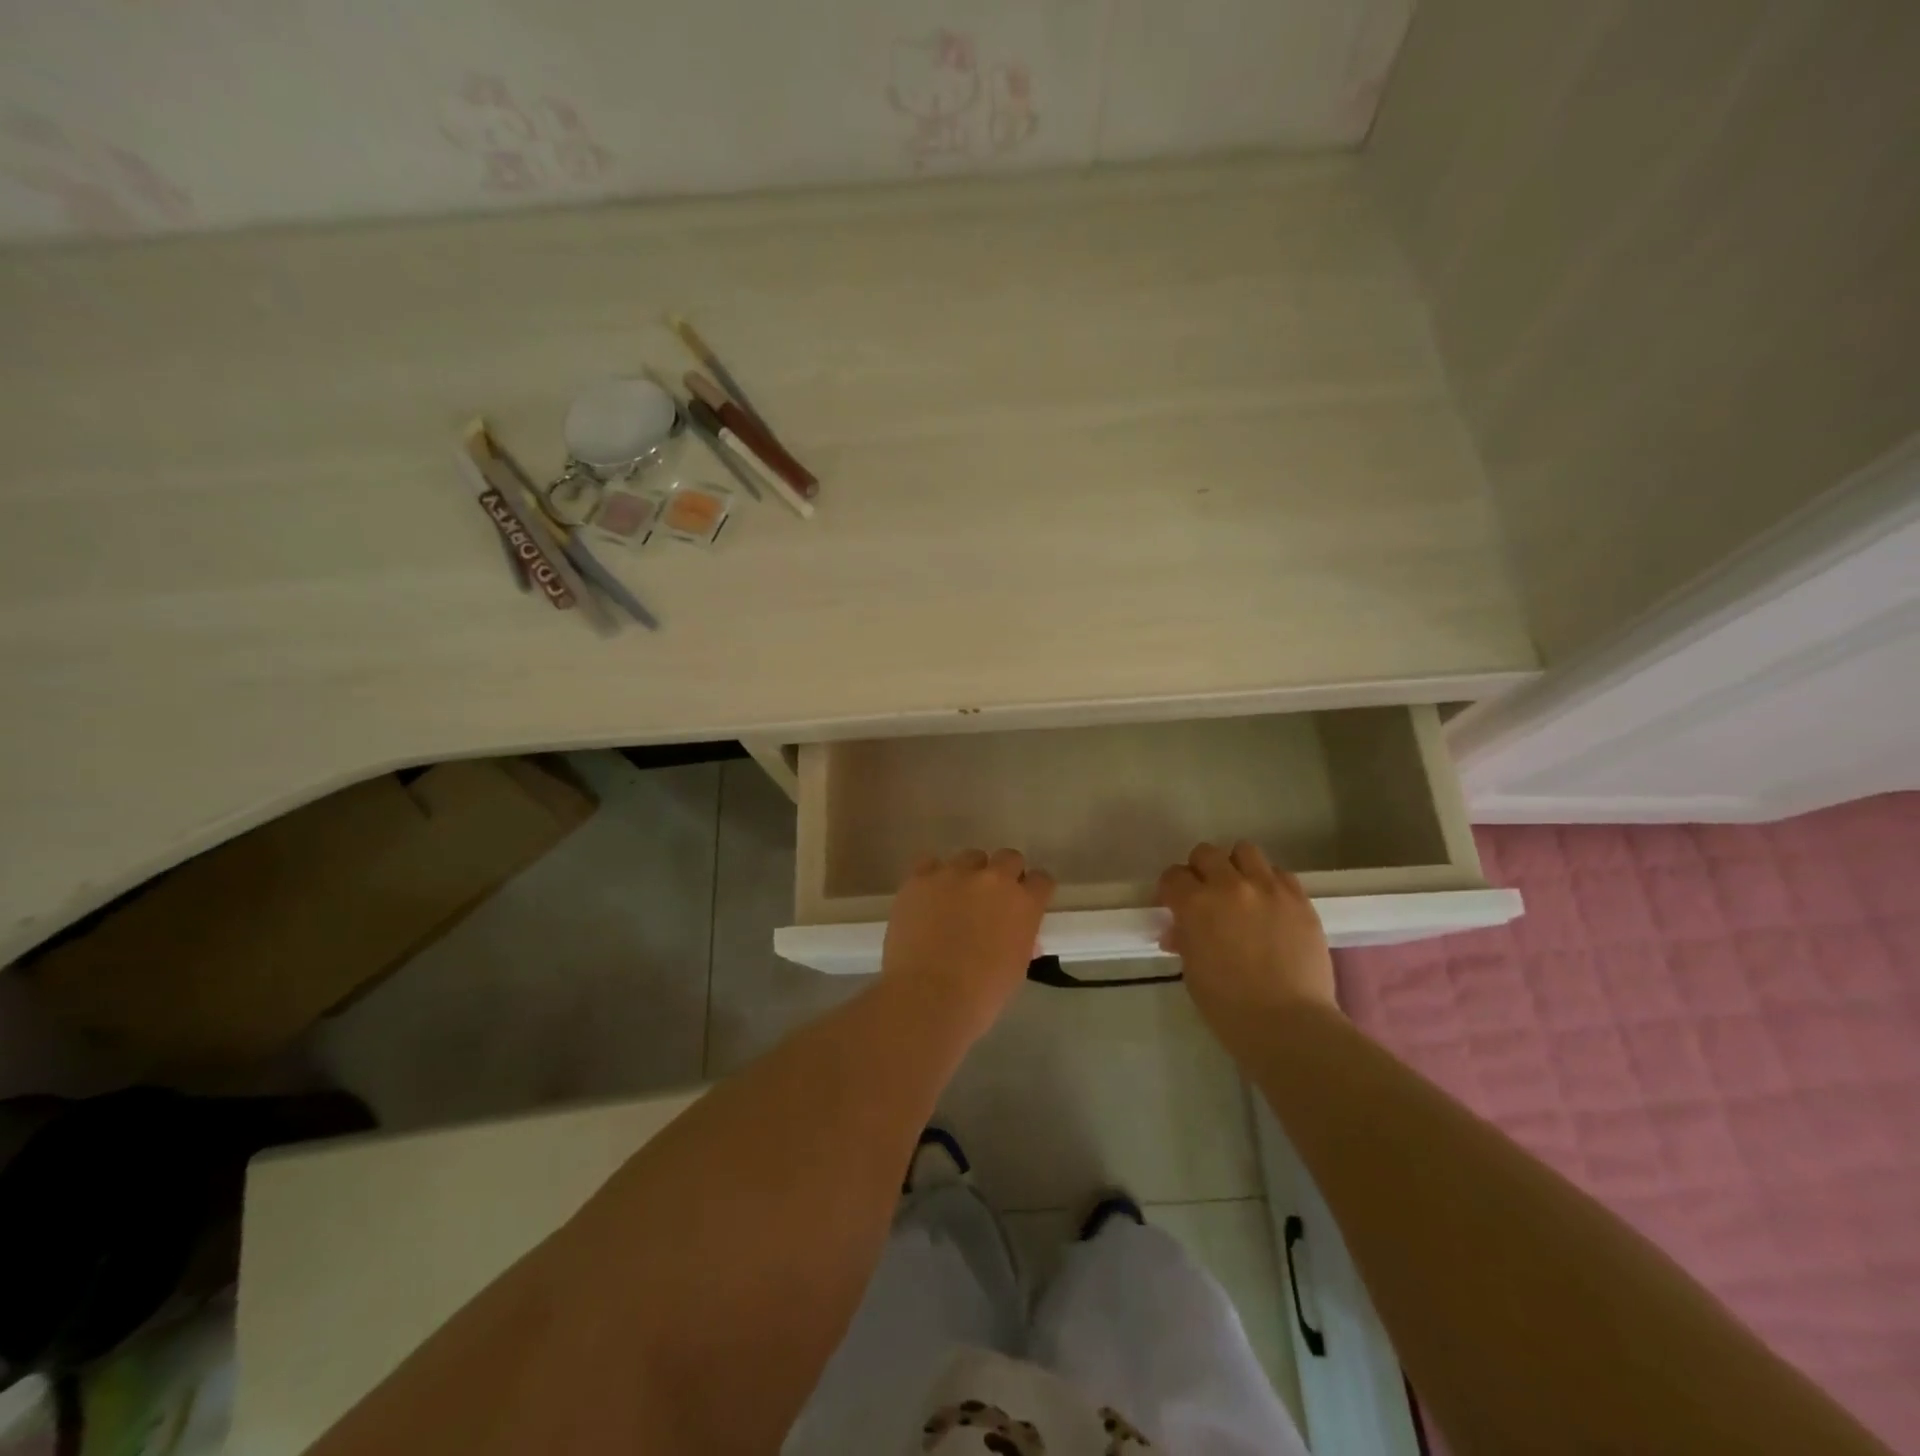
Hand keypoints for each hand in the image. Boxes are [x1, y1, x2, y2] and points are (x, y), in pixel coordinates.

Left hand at [880, 849, 1054, 1041]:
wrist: (928, 998)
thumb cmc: (981, 995)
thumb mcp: (1016, 968)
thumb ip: (1021, 940)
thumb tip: (1019, 934)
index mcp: (1024, 903)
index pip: (1041, 880)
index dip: (1034, 890)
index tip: (1026, 901)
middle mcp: (993, 879)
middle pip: (1008, 858)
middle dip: (1004, 874)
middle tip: (991, 899)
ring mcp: (955, 874)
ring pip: (969, 857)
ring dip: (969, 874)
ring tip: (955, 898)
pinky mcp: (920, 878)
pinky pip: (930, 864)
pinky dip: (933, 877)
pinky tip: (928, 898)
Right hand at [1157, 841, 1337, 1052]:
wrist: (1288, 1024)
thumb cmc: (1228, 1006)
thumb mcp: (1193, 971)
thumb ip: (1185, 939)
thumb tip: (1180, 930)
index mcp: (1195, 904)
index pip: (1173, 876)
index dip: (1171, 890)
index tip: (1174, 905)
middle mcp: (1230, 886)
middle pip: (1206, 853)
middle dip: (1200, 870)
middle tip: (1206, 894)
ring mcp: (1268, 889)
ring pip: (1245, 851)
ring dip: (1236, 867)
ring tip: (1241, 891)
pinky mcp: (1299, 899)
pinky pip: (1280, 874)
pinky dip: (1269, 883)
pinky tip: (1270, 906)